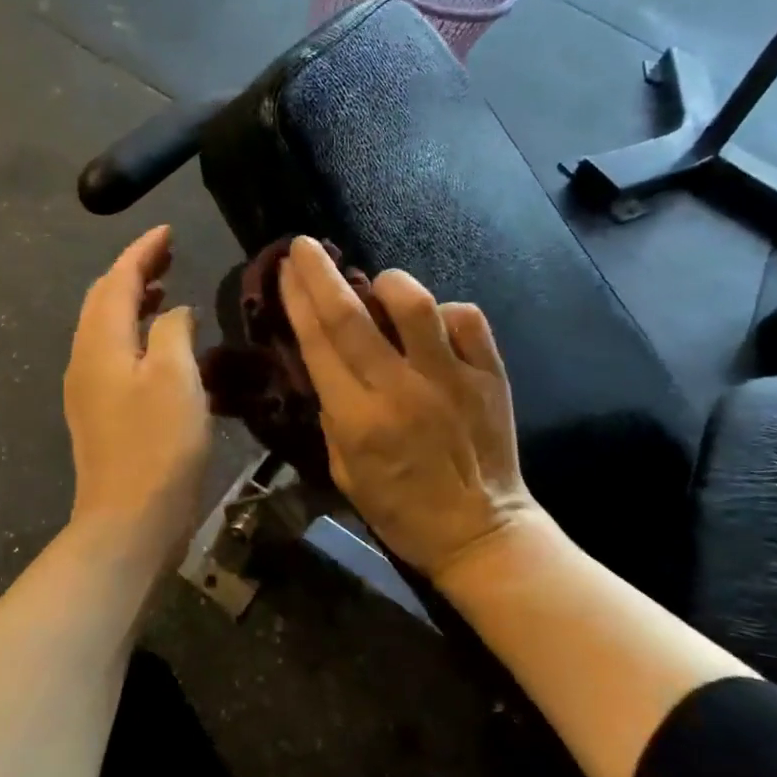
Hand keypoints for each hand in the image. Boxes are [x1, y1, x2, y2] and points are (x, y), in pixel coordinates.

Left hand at [65, 226, 211, 559]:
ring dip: (132, 302)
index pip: (117, 280)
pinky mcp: (98, 413)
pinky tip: (159, 346)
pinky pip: (112, 355)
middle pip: (103, 300)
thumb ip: (174, 331)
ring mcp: (87, 389)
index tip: (168, 230)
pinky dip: (134, 335)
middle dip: (133, 271)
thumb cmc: (158, 446)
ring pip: (105, 328)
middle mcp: (85, 359)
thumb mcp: (176, 378)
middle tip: (168, 255)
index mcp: (100, 343)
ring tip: (163, 290)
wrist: (128, 521)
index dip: (142, 250)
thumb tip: (174, 312)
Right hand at [280, 235, 540, 584]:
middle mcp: (401, 389)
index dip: (298, 300)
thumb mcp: (344, 471)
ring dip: (388, 284)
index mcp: (359, 419)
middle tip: (305, 244)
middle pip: (352, 315)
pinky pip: (466, 320)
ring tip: (378, 284)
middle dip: (321, 273)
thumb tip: (328, 367)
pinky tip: (434, 324)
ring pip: (415, 305)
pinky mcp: (490, 375)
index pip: (319, 343)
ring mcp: (451, 378)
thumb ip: (333, 416)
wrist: (479, 531)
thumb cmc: (401, 510)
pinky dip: (445, 312)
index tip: (286, 269)